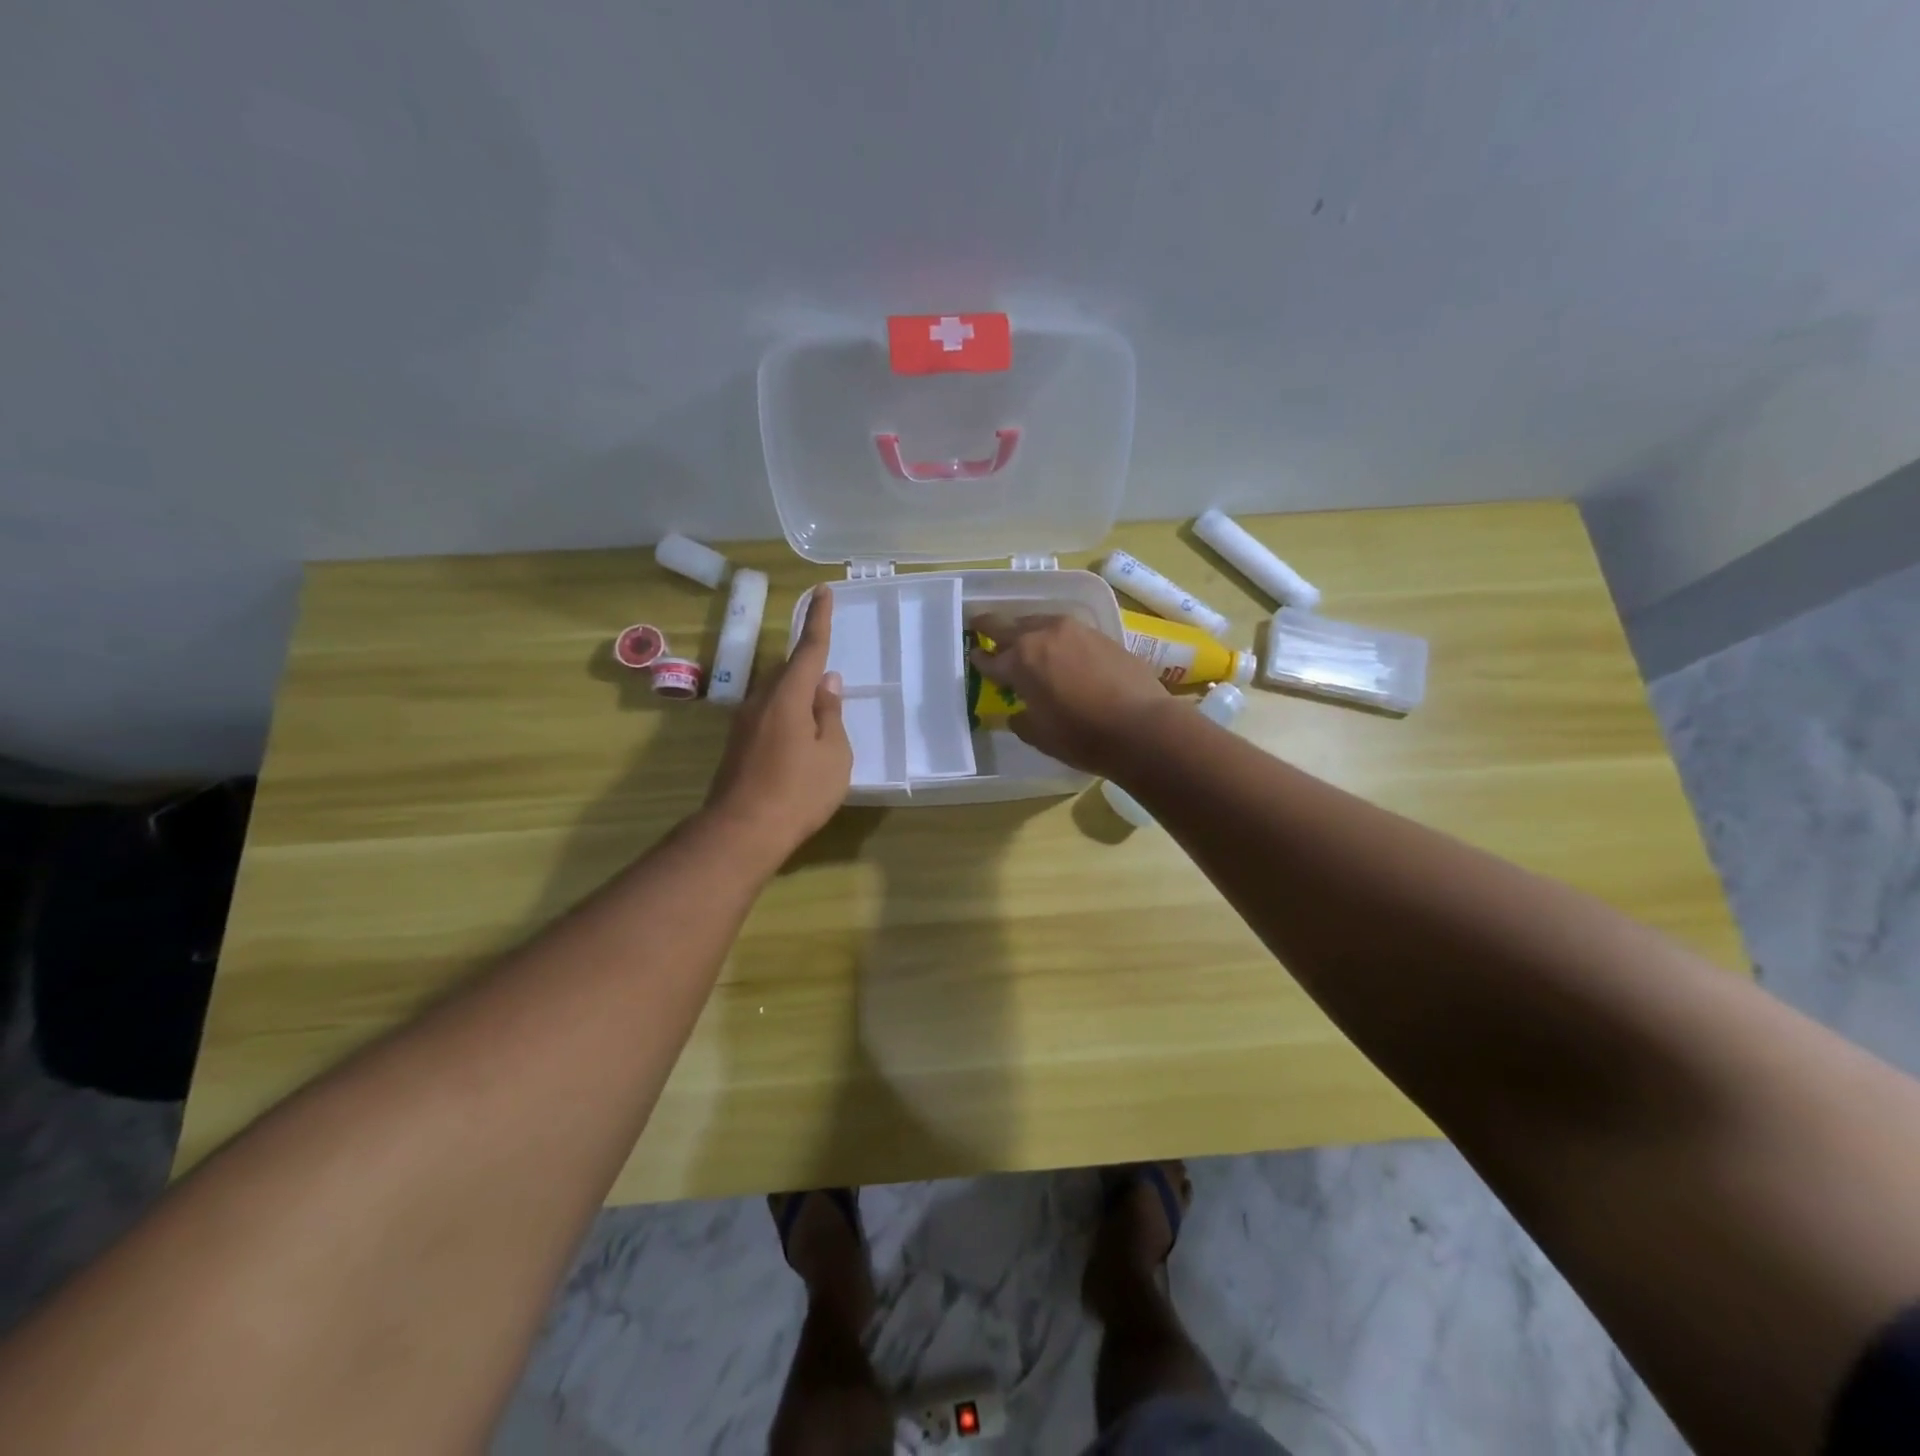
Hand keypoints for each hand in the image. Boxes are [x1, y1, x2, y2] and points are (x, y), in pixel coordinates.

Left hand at [706, 588, 852, 860]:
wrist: (742, 831)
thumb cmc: (798, 792)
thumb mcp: (833, 754)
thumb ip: (830, 714)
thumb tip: (827, 682)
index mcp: (788, 696)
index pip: (808, 649)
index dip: (819, 620)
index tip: (821, 592)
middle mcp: (761, 701)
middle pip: (788, 671)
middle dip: (808, 667)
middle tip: (830, 683)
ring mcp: (745, 723)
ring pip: (776, 694)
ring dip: (797, 695)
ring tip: (819, 716)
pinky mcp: (738, 744)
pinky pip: (768, 714)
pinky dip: (786, 715)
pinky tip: (799, 740)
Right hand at [968, 613, 1174, 777]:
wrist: (1141, 726)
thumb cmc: (1082, 736)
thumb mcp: (1040, 736)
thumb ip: (1022, 719)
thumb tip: (1018, 713)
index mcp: (1020, 661)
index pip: (990, 658)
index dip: (979, 660)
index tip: (974, 656)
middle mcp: (1042, 636)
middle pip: (1009, 625)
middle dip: (991, 627)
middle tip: (980, 625)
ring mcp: (1074, 631)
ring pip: (1039, 622)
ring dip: (1026, 629)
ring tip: (1024, 639)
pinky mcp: (1100, 635)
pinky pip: (1066, 630)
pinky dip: (1055, 637)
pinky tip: (1060, 650)